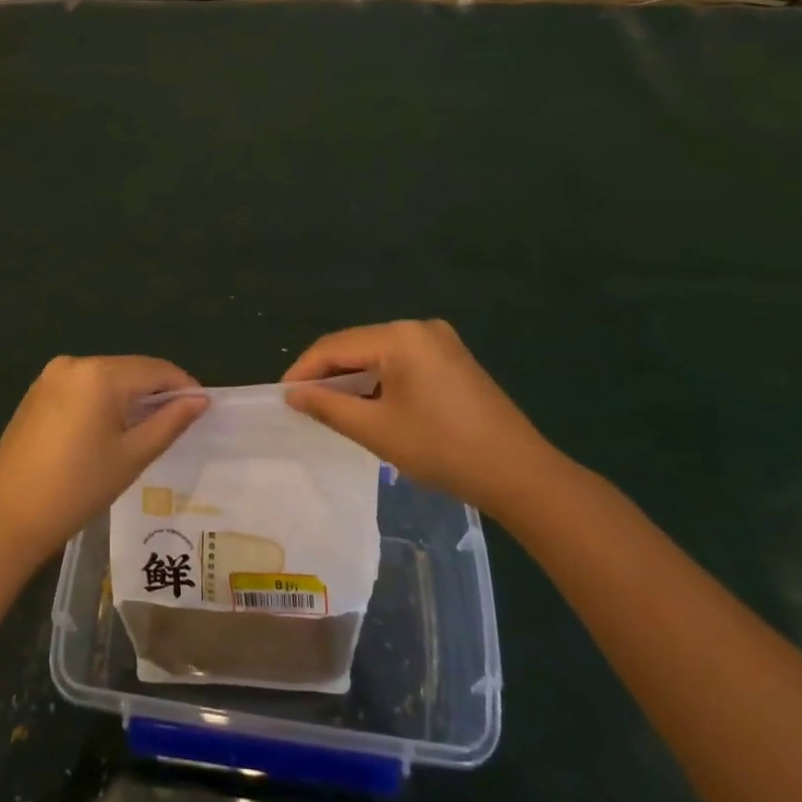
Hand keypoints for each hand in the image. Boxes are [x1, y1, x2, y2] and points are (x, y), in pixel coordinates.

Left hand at [0, 356, 208, 570]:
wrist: (8, 517)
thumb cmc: (78, 488)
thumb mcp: (132, 456)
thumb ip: (170, 421)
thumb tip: (200, 399)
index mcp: (100, 374)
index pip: (155, 369)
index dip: (183, 385)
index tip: (202, 407)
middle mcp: (74, 363)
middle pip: (130, 370)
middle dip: (156, 391)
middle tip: (178, 421)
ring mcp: (51, 376)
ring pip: (106, 377)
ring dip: (129, 396)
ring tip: (147, 428)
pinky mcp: (37, 392)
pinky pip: (83, 386)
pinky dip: (102, 400)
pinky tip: (109, 429)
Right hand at [283, 320, 561, 513]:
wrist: (519, 474)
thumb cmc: (441, 449)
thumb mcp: (376, 430)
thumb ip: (328, 406)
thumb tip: (292, 394)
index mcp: (400, 336)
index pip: (335, 345)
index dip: (304, 370)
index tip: (282, 396)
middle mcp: (420, 327)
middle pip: (358, 345)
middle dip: (328, 374)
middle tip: (303, 404)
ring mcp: (441, 341)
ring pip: (379, 354)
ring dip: (354, 378)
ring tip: (331, 407)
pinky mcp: (453, 359)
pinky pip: (402, 362)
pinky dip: (380, 380)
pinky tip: (370, 405)